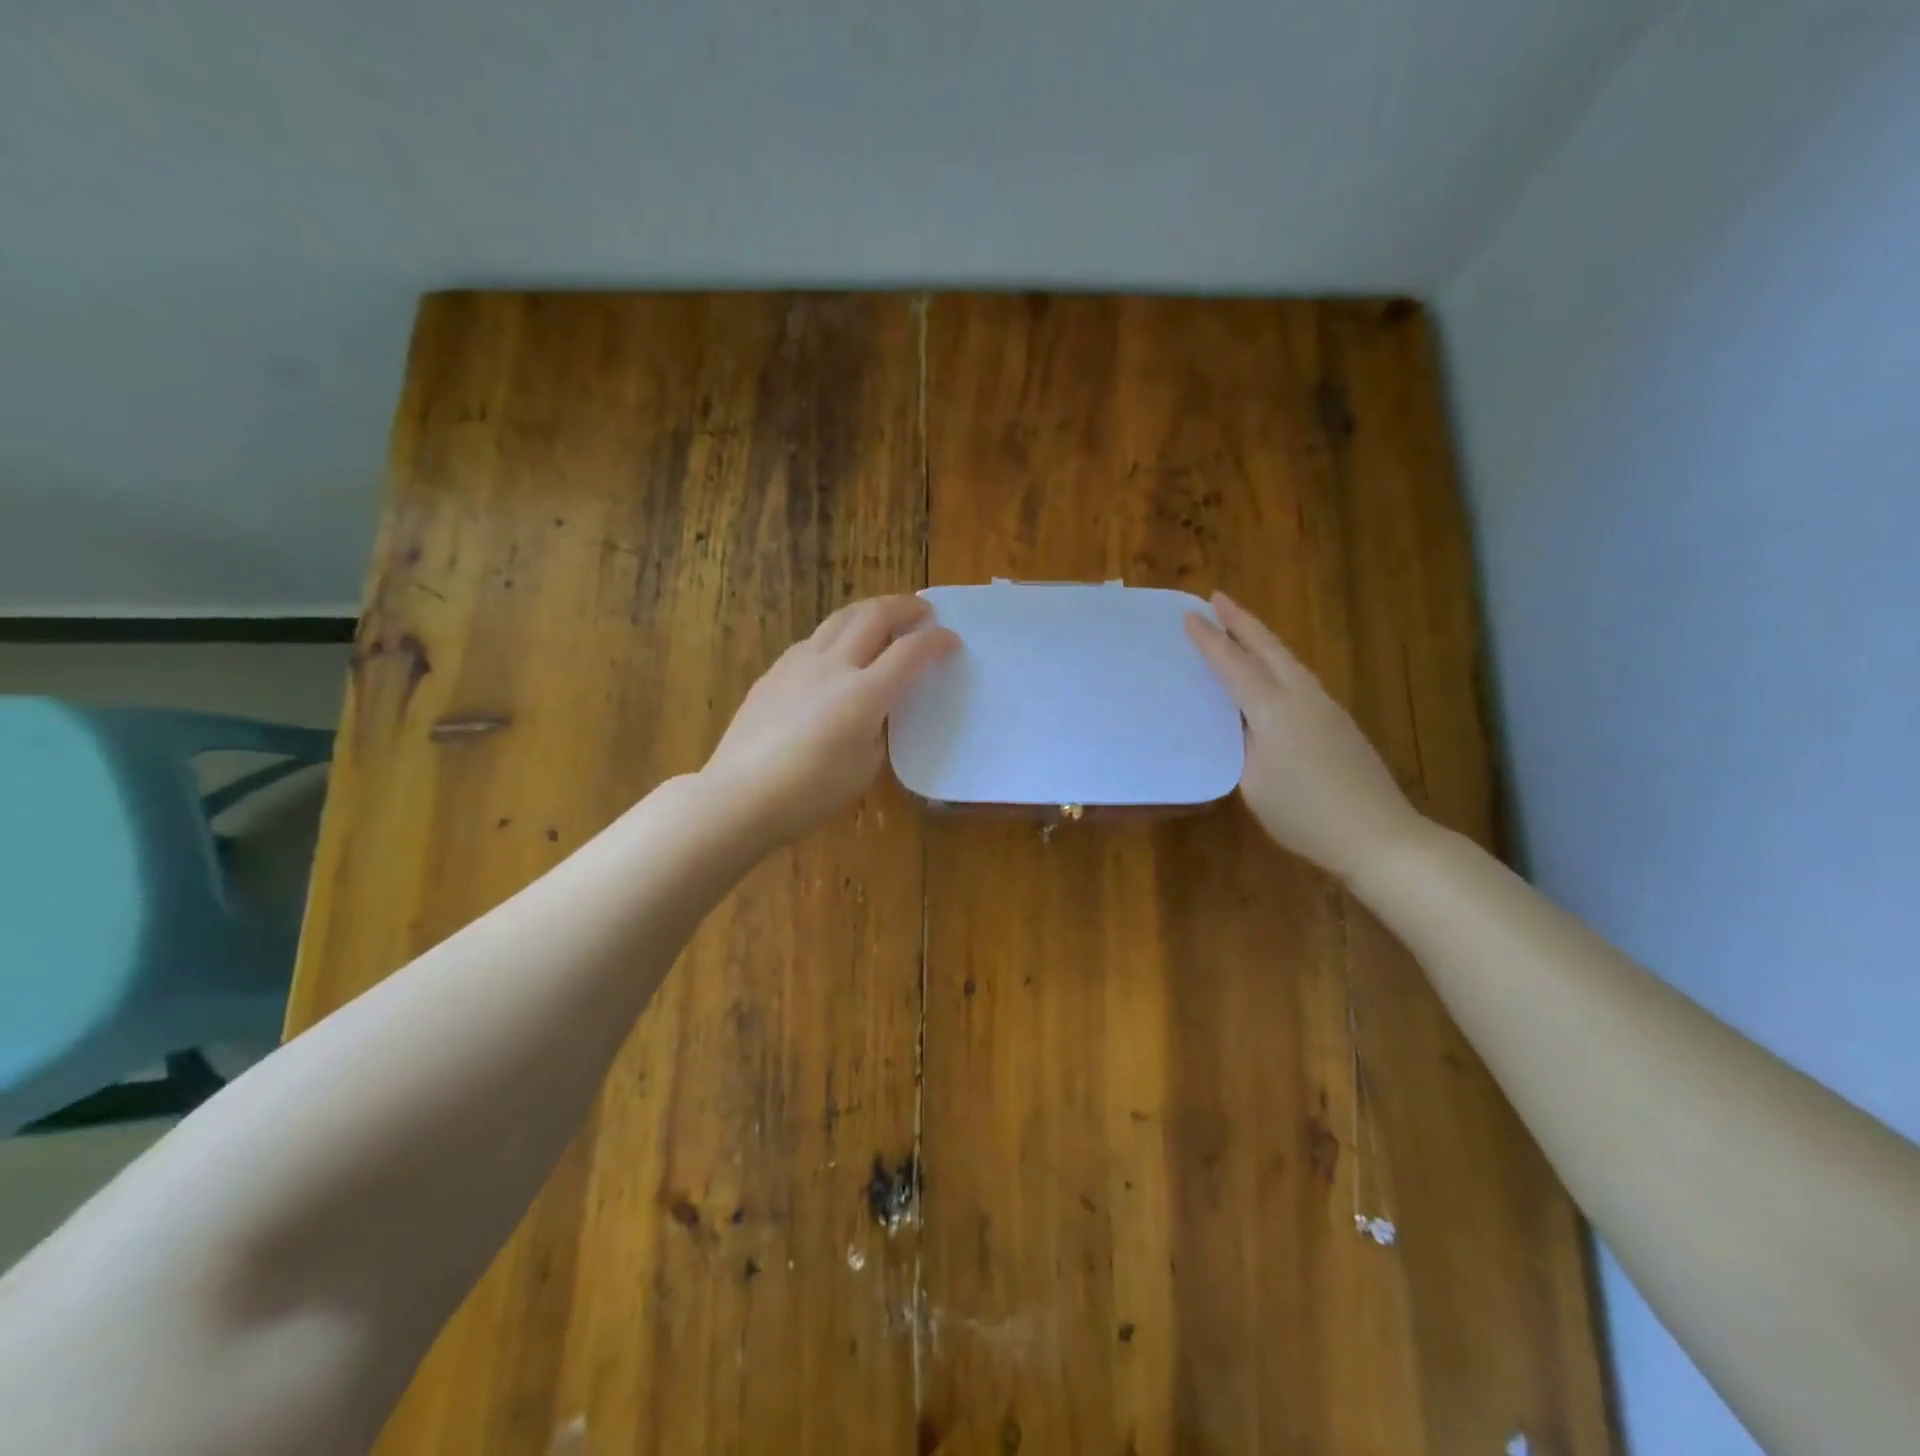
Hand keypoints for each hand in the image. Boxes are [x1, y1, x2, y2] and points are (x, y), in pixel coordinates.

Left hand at [703, 595, 959, 845]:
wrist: (739, 796)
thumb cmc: (809, 794)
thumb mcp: (864, 767)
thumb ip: (878, 728)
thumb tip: (876, 710)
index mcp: (864, 694)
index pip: (910, 652)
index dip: (937, 642)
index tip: (952, 642)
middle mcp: (834, 666)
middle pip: (874, 616)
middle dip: (905, 607)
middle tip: (922, 611)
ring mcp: (799, 663)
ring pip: (840, 618)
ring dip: (870, 610)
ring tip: (884, 616)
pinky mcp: (774, 672)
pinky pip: (814, 639)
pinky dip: (838, 633)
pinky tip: (839, 649)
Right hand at [1185, 592, 1422, 879]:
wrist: (1378, 835)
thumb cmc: (1304, 813)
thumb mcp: (1253, 783)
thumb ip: (1242, 745)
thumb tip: (1239, 725)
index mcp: (1274, 710)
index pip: (1234, 665)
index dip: (1210, 640)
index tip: (1189, 615)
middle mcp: (1302, 697)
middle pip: (1269, 648)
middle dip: (1241, 621)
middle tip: (1218, 598)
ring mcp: (1326, 708)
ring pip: (1289, 660)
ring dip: (1262, 639)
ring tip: (1241, 628)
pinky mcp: (1339, 723)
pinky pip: (1300, 678)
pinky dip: (1278, 663)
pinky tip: (1272, 673)